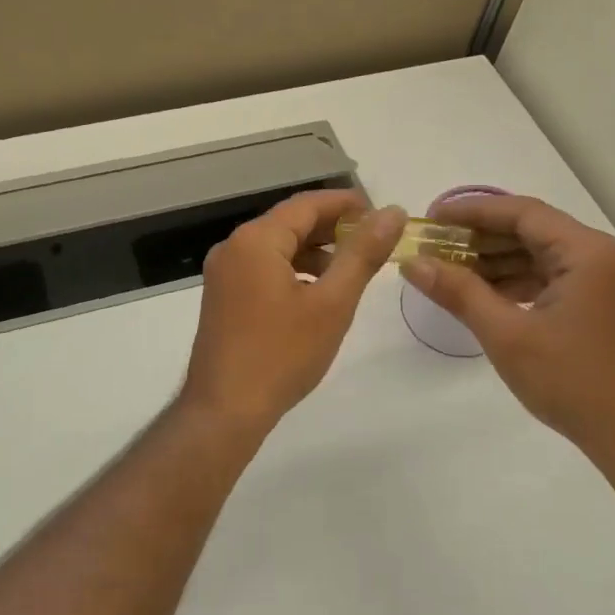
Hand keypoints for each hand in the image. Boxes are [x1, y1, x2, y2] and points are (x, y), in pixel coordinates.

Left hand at [177, 190, 404, 431]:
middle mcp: (233, 247)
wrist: (224, 410)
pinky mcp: (222, 296)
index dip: (346, 204)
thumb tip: (392, 212)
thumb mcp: (332, 302)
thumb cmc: (282, 354)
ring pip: (277, 247)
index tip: (381, 213)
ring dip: (314, 251)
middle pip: (290, 223)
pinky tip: (317, 293)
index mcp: (256, 240)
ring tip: (351, 269)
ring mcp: (223, 273)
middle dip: (332, 228)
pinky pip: (263, 268)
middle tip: (374, 241)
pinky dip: (293, 270)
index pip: (307, 204)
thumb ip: (363, 253)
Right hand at [400, 194, 614, 465]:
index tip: (431, 219)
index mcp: (588, 252)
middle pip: (532, 231)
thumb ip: (458, 292)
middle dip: (481, 238)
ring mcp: (608, 281)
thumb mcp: (506, 335)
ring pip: (542, 255)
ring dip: (497, 261)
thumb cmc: (573, 382)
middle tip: (435, 246)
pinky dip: (519, 282)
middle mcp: (603, 255)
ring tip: (450, 270)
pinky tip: (485, 294)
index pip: (522, 213)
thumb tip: (411, 262)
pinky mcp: (605, 304)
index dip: (472, 212)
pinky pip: (554, 278)